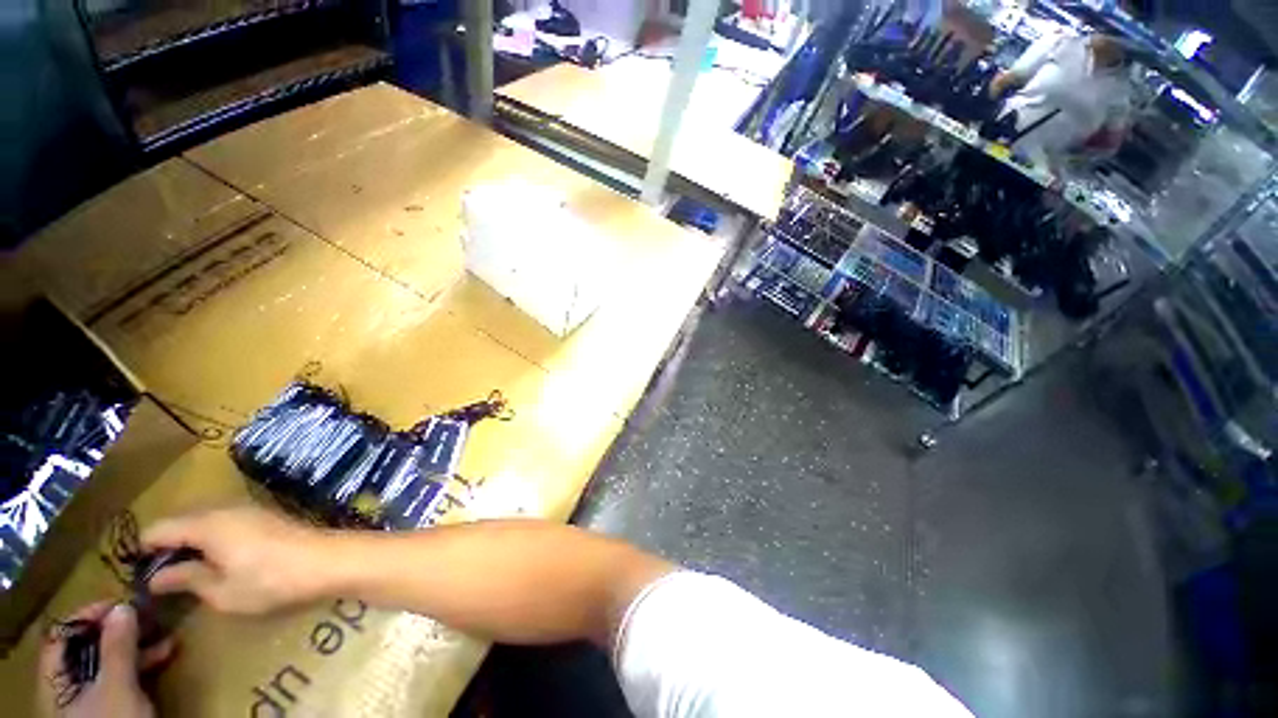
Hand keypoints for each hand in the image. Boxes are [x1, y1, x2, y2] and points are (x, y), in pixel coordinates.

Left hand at [39, 603, 172, 717]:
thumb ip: (118, 647)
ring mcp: (92, 696)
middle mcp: (69, 684)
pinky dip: (143, 661)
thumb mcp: (118, 687)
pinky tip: (166, 653)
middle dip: (119, 630)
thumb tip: (124, 607)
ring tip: (165, 635)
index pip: (62, 634)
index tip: (119, 603)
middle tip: (147, 617)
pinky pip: (124, 673)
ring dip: (137, 644)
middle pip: (87, 646)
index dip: (87, 615)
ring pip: (110, 659)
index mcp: (56, 680)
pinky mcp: (114, 703)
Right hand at [140, 505, 327, 614]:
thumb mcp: (220, 591)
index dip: (144, 548)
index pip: (160, 528)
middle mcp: (225, 509)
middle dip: (167, 543)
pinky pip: (226, 521)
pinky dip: (213, 536)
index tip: (135, 570)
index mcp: (206, 524)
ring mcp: (249, 509)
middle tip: (159, 572)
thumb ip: (186, 579)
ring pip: (205, 519)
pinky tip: (217, 558)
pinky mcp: (267, 516)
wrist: (327, 560)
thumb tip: (157, 577)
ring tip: (186, 568)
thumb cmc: (270, 581)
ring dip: (191, 539)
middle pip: (182, 520)